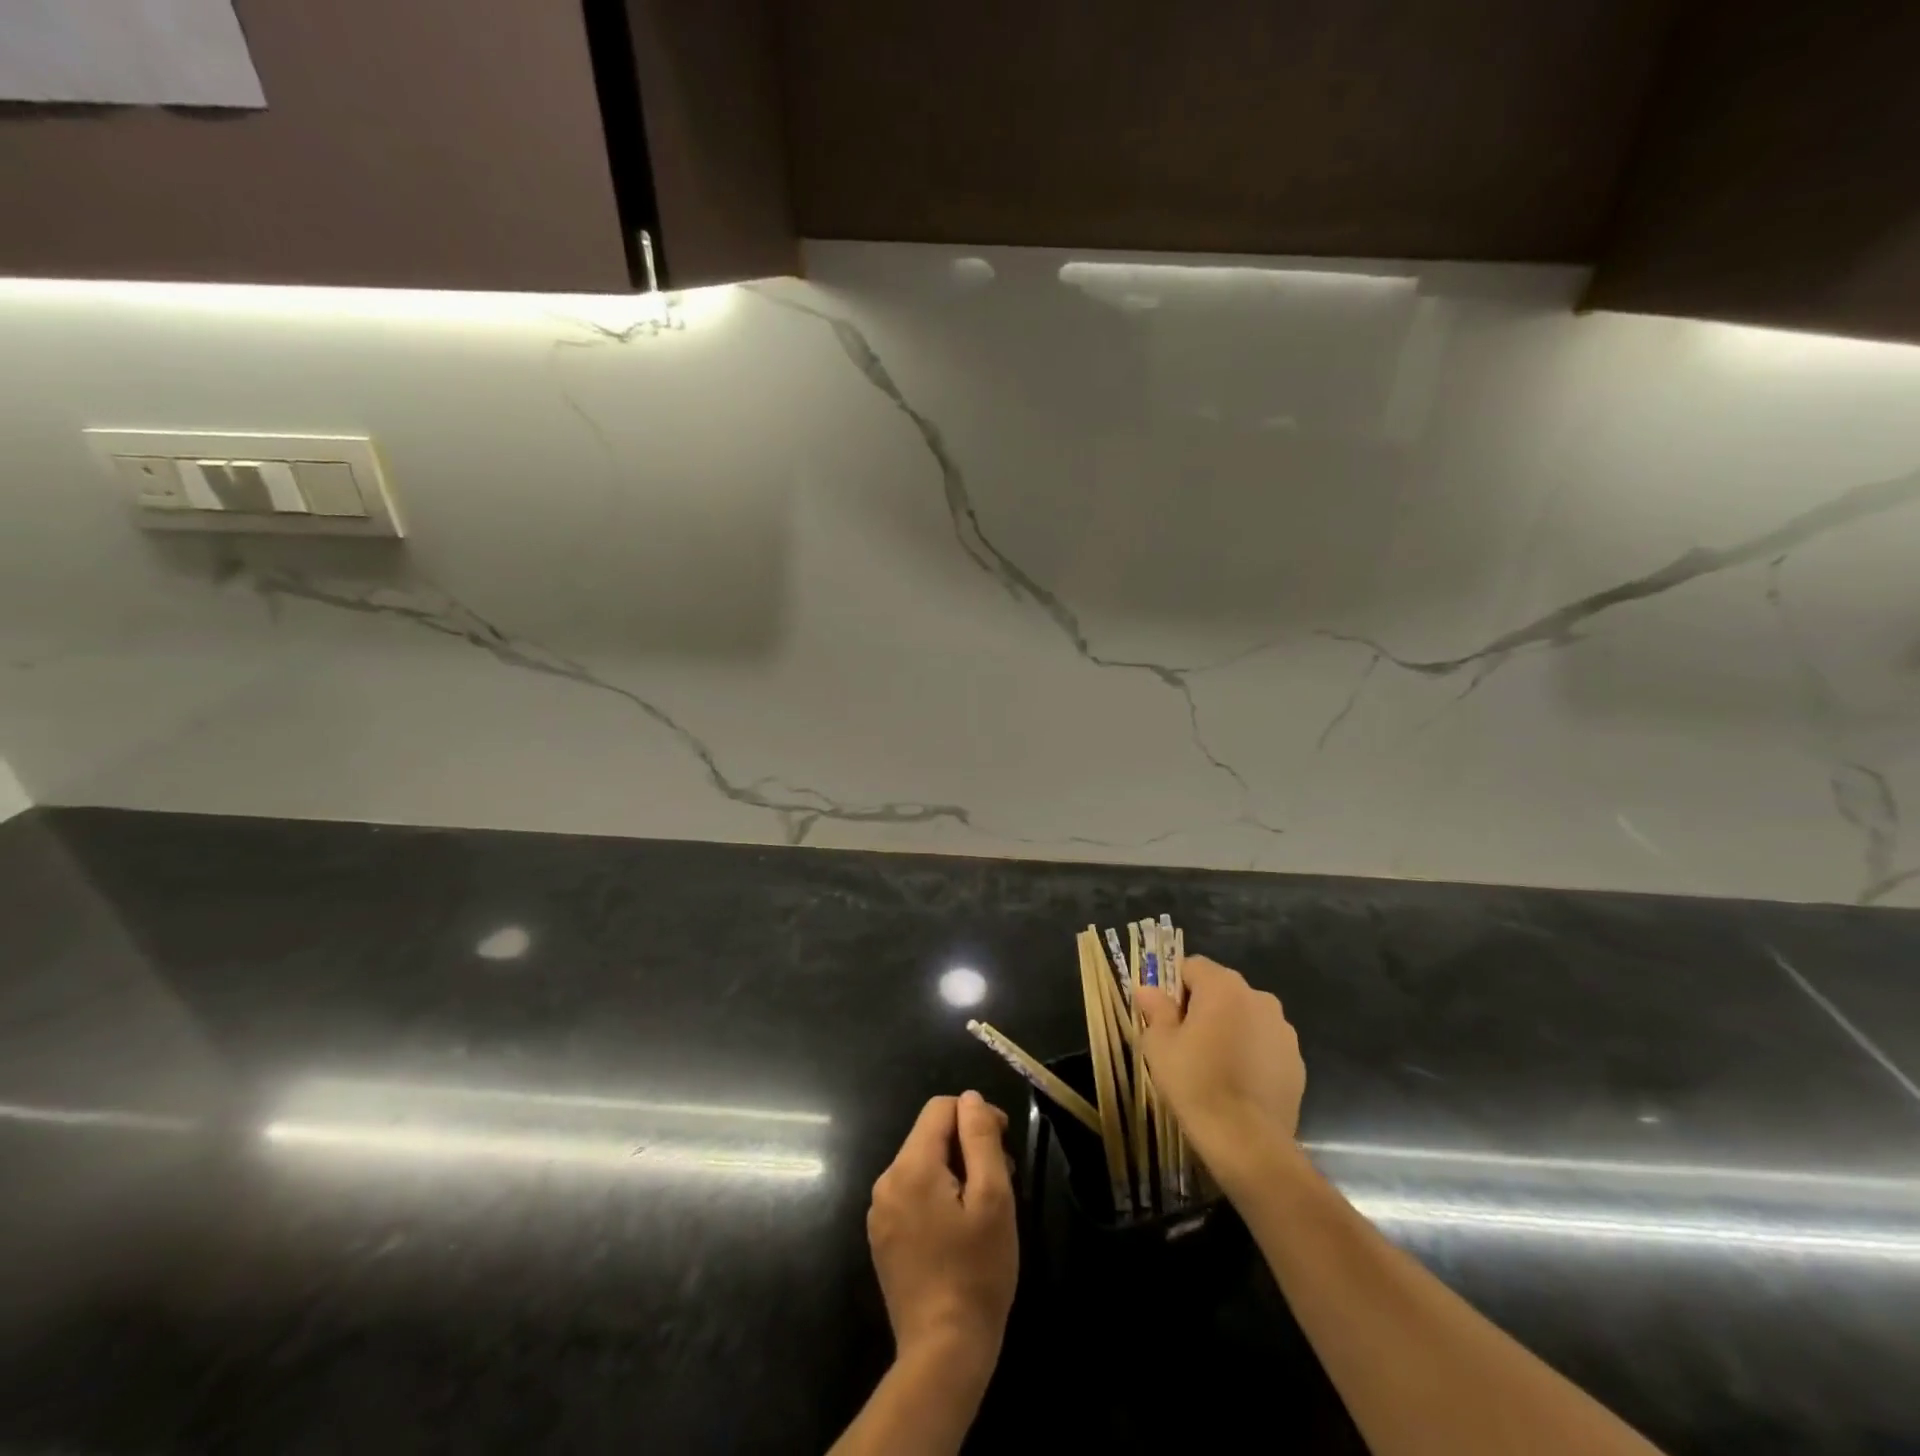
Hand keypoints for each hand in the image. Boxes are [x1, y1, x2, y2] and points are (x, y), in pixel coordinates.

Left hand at [866, 1091, 1018, 1372]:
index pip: (940, 1109)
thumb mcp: (992, 1198)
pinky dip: (937, 1195)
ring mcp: (880, 1211)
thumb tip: (970, 1098)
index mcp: (911, 1166)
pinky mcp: (883, 1237)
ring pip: (922, 1164)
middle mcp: (886, 1180)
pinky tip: (959, 1229)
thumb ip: (980, 1139)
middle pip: (930, 1136)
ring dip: (954, 1170)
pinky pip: (912, 1193)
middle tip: (1002, 1178)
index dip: (976, 1115)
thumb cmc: (976, 1272)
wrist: (943, 1353)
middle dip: (966, 1144)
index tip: (1003, 1143)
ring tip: (984, 1206)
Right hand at [1135, 956, 1305, 1192]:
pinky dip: (1251, 1054)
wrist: (1247, 1142)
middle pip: (1221, 989)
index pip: (1192, 966)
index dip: (1174, 987)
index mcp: (1224, 986)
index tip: (1165, 1017)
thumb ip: (1155, 1009)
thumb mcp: (1160, 1044)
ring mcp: (1283, 1030)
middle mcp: (1259, 997)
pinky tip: (1238, 1083)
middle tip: (1185, 1042)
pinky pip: (1265, 1044)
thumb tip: (1147, 989)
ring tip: (1214, 1065)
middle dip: (1203, 1008)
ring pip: (1245, 1017)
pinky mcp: (1297, 1061)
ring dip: (1230, 1029)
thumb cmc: (1196, 1082)